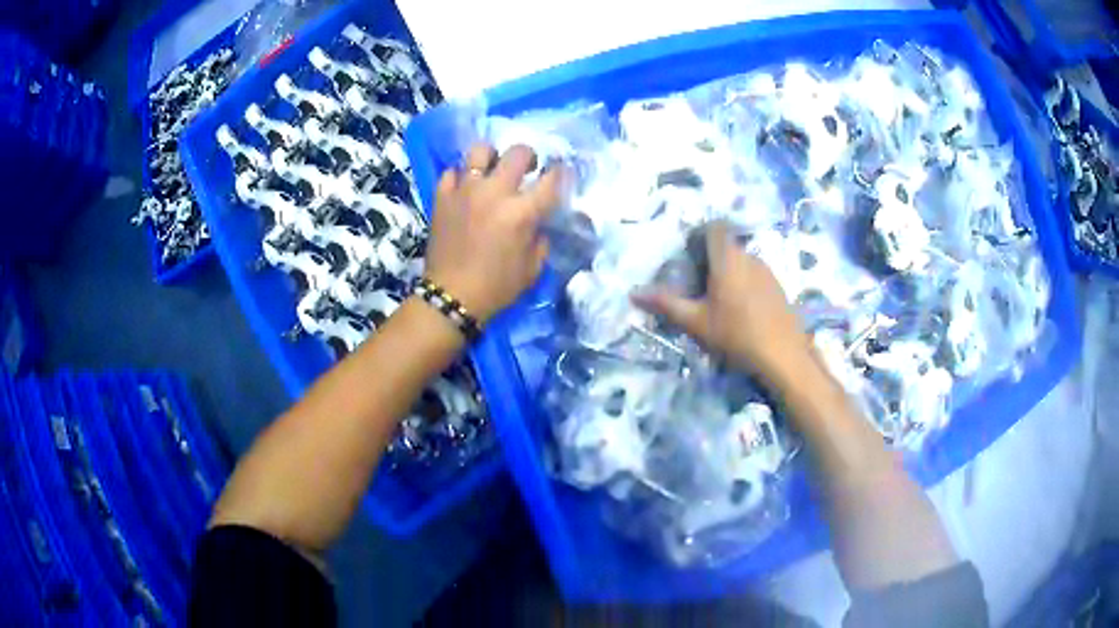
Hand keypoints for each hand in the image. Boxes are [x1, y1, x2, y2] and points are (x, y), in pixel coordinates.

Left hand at [425, 143, 562, 323]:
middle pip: (518, 153)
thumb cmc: (496, 287)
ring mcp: (465, 191)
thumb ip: (540, 239)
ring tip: (491, 170)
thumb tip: (537, 222)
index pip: (551, 179)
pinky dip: (460, 177)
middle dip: (529, 157)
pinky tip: (465, 189)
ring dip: (491, 157)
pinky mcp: (442, 197)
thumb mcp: (532, 269)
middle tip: (527, 169)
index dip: (560, 173)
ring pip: (480, 151)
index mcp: (522, 212)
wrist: (452, 296)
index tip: (559, 174)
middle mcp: (495, 193)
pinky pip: (452, 172)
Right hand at [632, 222, 811, 382]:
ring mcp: (768, 271)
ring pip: (741, 261)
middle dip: (709, 259)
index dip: (699, 234)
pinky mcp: (778, 287)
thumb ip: (666, 304)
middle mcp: (749, 257)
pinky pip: (755, 274)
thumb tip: (633, 293)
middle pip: (726, 245)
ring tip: (717, 301)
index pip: (714, 227)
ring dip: (728, 272)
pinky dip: (743, 284)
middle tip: (696, 285)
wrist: (783, 356)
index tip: (688, 255)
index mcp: (728, 259)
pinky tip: (741, 312)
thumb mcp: (696, 322)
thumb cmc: (736, 335)